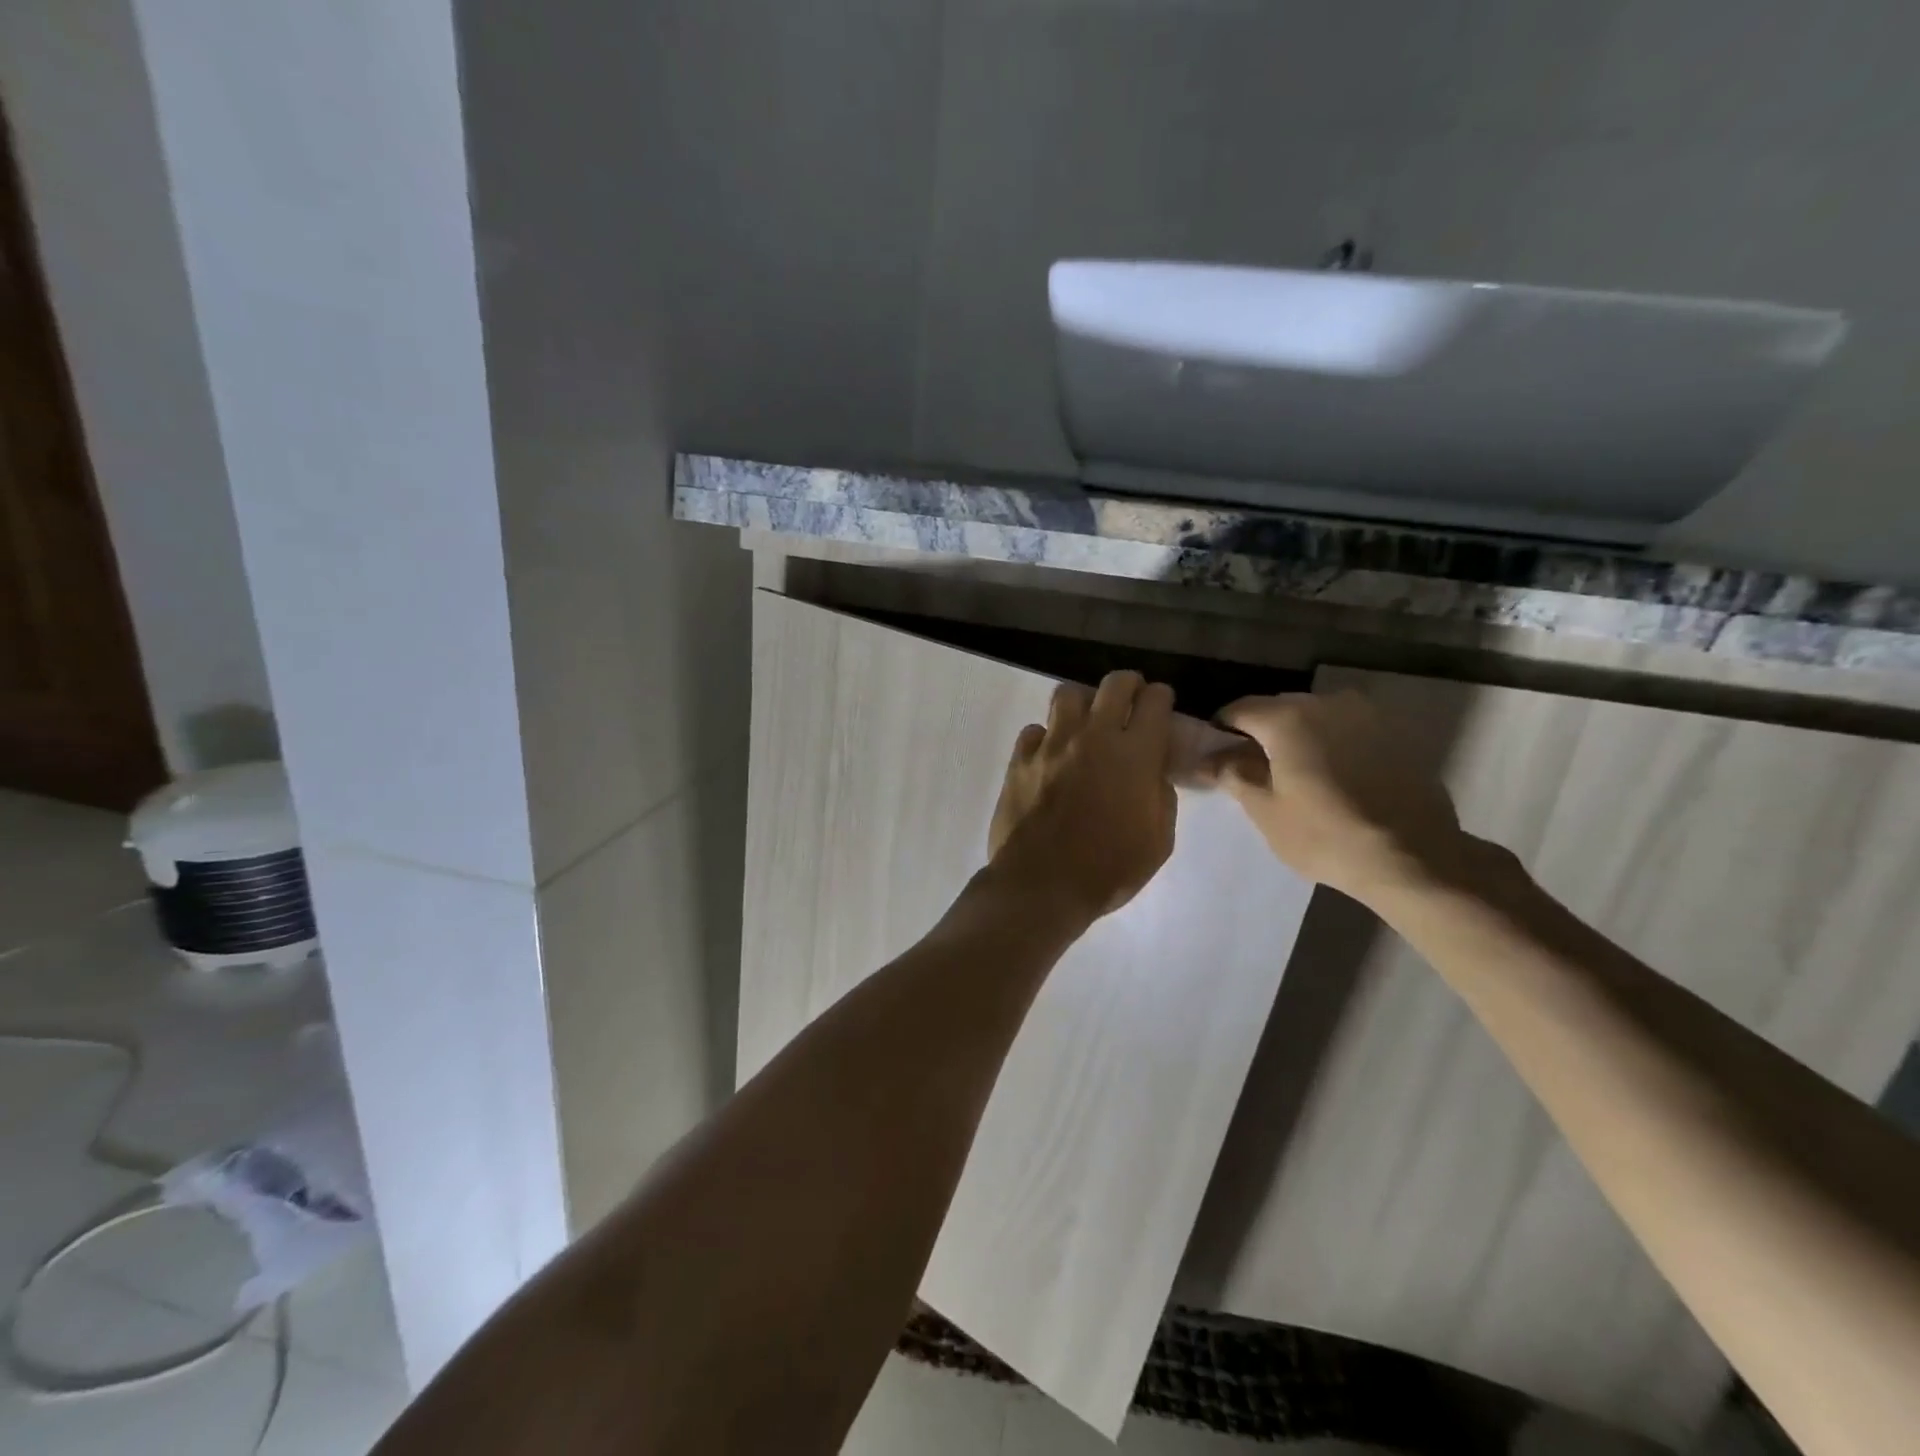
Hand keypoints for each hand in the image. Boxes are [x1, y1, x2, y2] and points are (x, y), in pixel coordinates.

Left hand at [988, 671, 1177, 921]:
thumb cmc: (1108, 869)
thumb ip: (1160, 795)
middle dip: (1128, 686)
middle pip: (1114, 683)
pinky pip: (1034, 730)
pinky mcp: (1020, 759)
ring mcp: (1052, 744)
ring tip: (1086, 724)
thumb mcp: (1158, 841)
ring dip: (1083, 703)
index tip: (1161, 706)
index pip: (1155, 700)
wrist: (1041, 885)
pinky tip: (1051, 756)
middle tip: (1129, 703)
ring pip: (1067, 694)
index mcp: (1135, 754)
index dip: (1161, 698)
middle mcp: (1093, 736)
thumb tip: (1152, 771)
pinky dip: (1046, 737)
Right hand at [1205, 691, 1474, 903]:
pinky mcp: (1395, 733)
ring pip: (1316, 717)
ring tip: (1295, 772)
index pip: (1239, 709)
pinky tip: (1333, 776)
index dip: (1220, 729)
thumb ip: (1233, 775)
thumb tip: (1209, 758)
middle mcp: (1327, 703)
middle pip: (1279, 709)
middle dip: (1261, 732)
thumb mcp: (1266, 811)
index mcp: (1288, 718)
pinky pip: (1348, 729)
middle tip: (1252, 767)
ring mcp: (1366, 715)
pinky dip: (1331, 744)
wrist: (1413, 857)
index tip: (1214, 754)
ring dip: (1299, 736)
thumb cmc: (1325, 835)